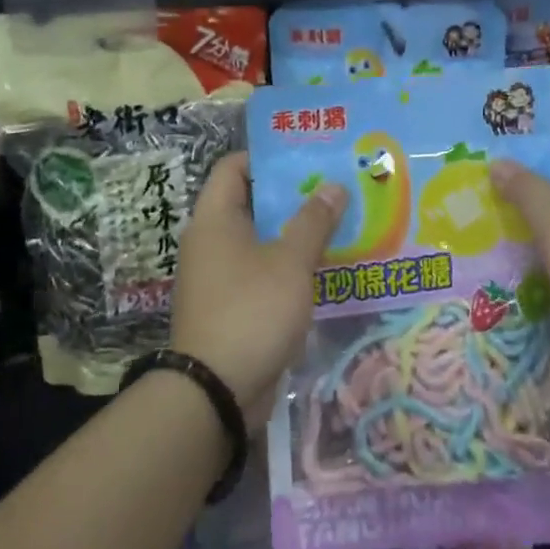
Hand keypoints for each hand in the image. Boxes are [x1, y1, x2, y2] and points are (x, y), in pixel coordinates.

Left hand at [171, 153, 344, 425]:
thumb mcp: (290, 262)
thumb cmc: (251, 311)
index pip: (233, 167)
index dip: (268, 157)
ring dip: (294, 233)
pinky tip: (324, 267)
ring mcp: (219, 276)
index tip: (308, 157)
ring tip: (338, 224)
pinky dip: (288, 265)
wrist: (216, 391)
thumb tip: (333, 186)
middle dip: (293, 195)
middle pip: (251, 203)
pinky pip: (261, 272)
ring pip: (260, 240)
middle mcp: (211, 242)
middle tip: (335, 189)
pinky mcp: (231, 306)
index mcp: (214, 219)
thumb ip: (313, 221)